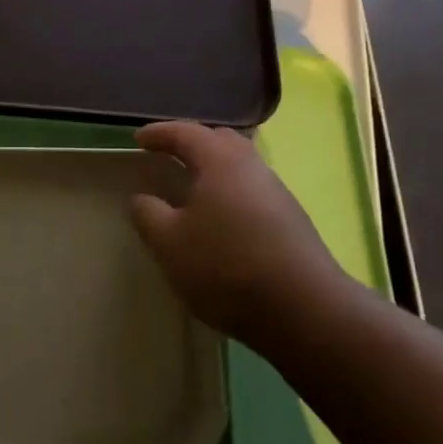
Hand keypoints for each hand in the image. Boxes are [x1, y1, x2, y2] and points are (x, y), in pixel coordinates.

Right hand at [129, 122, 343, 347]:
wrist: (305, 311)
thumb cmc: (226, 267)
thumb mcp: (169, 243)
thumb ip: (148, 214)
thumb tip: (142, 199)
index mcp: (220, 162)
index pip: (185, 132)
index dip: (159, 133)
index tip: (138, 140)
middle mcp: (252, 167)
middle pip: (221, 140)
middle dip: (192, 143)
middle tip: (168, 156)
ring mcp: (277, 193)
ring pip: (240, 166)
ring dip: (214, 169)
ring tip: (192, 190)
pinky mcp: (292, 221)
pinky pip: (252, 191)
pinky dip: (230, 193)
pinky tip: (221, 220)